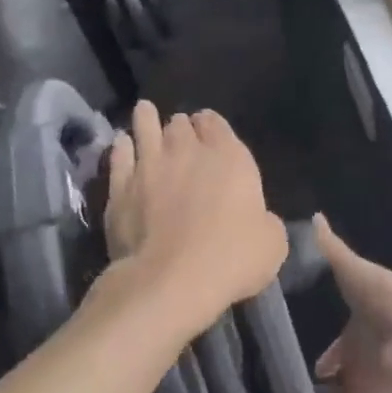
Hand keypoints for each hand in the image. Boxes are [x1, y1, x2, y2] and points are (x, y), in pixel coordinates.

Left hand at [104, 101, 286, 327]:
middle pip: (180, 125)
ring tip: (145, 112)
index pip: (217, 124)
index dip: (211, 125)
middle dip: (181, 125)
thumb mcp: (272, 243)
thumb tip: (259, 219)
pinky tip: (121, 144)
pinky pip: (119, 156)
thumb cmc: (232, 258)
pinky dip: (122, 147)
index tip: (208, 129)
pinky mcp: (120, 188)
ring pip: (145, 128)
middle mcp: (187, 151)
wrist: (172, 280)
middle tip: (179, 131)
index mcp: (230, 157)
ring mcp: (149, 166)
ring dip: (147, 119)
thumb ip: (266, 221)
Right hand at [294, 215, 391, 392]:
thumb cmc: (390, 303)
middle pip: (339, 384)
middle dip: (318, 392)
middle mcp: (363, 366)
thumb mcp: (356, 272)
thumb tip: (313, 217)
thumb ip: (332, 250)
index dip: (324, 356)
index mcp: (361, 332)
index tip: (297, 362)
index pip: (339, 347)